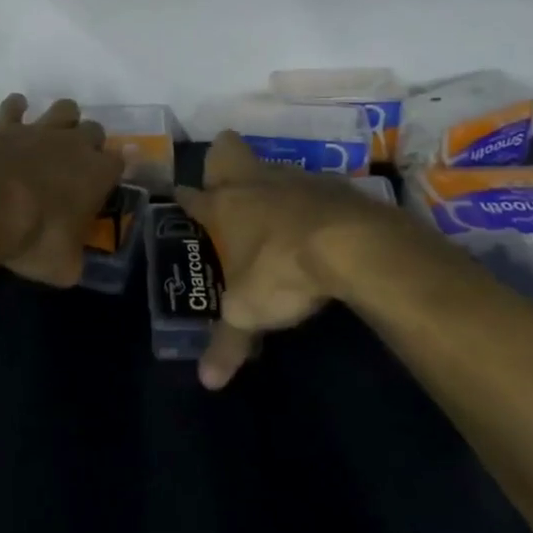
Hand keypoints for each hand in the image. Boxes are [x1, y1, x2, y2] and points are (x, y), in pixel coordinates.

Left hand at [0, 94, 123, 287]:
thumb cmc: (32, 238)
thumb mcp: (63, 266)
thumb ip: (74, 260)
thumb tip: (72, 264)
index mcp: (97, 174)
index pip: (120, 162)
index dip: (114, 170)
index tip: (104, 183)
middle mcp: (74, 144)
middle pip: (95, 129)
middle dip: (89, 142)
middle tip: (75, 164)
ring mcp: (39, 130)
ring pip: (65, 108)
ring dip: (62, 119)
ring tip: (51, 135)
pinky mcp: (6, 125)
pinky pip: (15, 105)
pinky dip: (16, 109)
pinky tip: (13, 117)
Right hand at [175, 132, 410, 388]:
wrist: (351, 244)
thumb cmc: (283, 269)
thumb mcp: (250, 312)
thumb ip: (227, 342)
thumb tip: (207, 381)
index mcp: (225, 206)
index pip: (194, 196)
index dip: (185, 197)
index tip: (180, 196)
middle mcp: (254, 183)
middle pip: (228, 151)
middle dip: (221, 160)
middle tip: (225, 182)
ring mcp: (295, 178)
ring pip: (271, 166)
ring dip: (269, 182)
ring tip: (275, 210)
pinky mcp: (333, 184)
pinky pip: (311, 185)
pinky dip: (309, 200)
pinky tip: (317, 223)